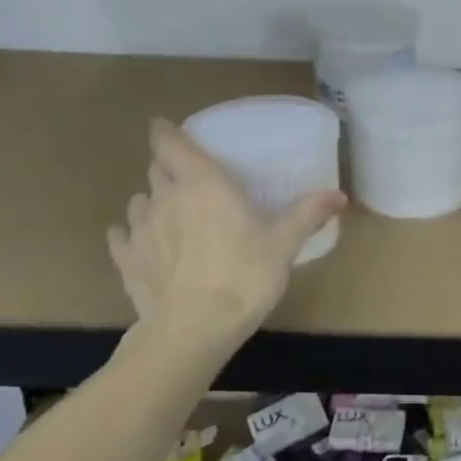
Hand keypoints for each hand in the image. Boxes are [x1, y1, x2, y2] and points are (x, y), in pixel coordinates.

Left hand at [107, 118, 345, 350]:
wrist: (193, 331)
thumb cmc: (243, 276)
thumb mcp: (284, 245)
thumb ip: (308, 214)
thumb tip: (339, 195)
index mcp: (202, 184)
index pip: (171, 143)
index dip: (167, 132)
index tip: (169, 129)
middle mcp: (165, 198)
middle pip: (157, 169)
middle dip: (169, 168)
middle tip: (191, 179)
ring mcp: (139, 230)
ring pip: (139, 201)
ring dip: (152, 201)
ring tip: (170, 214)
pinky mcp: (126, 261)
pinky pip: (121, 237)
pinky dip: (129, 235)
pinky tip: (139, 243)